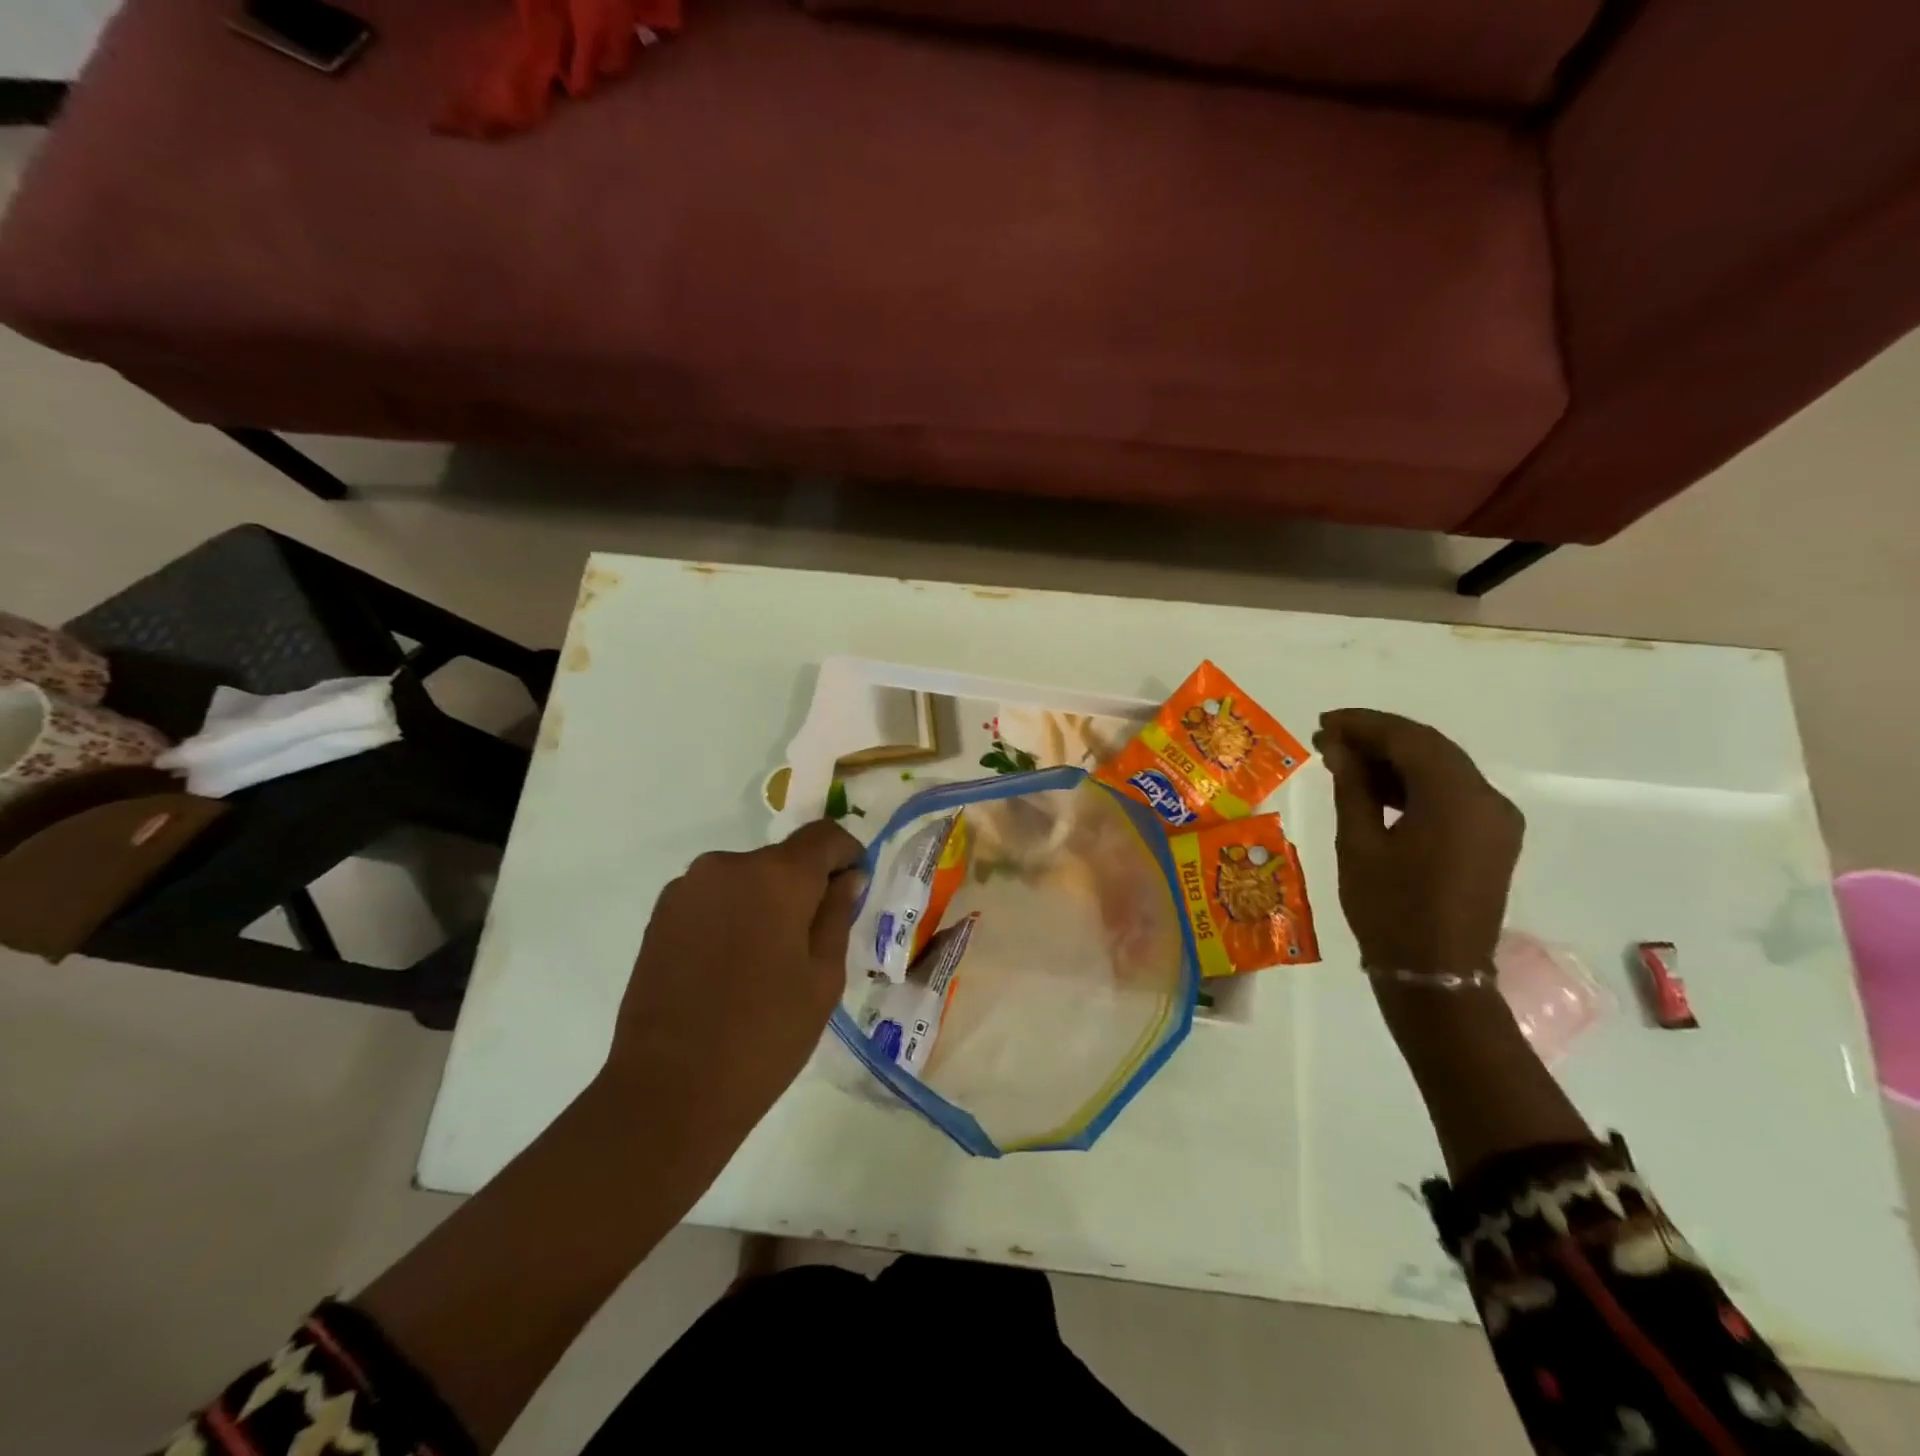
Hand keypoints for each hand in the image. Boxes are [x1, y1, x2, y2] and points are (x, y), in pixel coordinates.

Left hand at [602, 819, 865, 1147]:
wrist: (669, 1090)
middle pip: (782, 859)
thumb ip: (837, 915)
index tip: (852, 888)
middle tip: (810, 941)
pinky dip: (731, 916)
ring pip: (745, 879)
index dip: (846, 854)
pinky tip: (729, 967)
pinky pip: (713, 898)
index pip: (824, 835)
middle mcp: (728, 865)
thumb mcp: (823, 977)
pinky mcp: (659, 915)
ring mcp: (687, 888)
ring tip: (764, 961)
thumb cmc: (765, 1034)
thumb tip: (847, 878)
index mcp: (777, 875)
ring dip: (764, 902)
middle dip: (803, 886)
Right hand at [1313, 708, 1522, 977]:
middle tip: (1328, 737)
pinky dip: (1413, 783)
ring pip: (1442, 768)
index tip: (1323, 723)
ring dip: (1394, 759)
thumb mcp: (1359, 843)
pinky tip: (1375, 787)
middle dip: (1377, 737)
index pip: (1409, 739)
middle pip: (1430, 748)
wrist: (1435, 975)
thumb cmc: (1389, 909)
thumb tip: (1339, 747)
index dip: (1363, 725)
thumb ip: (1353, 786)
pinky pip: (1451, 793)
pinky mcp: (1491, 838)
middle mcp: (1488, 800)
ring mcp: (1495, 820)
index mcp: (1457, 800)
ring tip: (1343, 760)